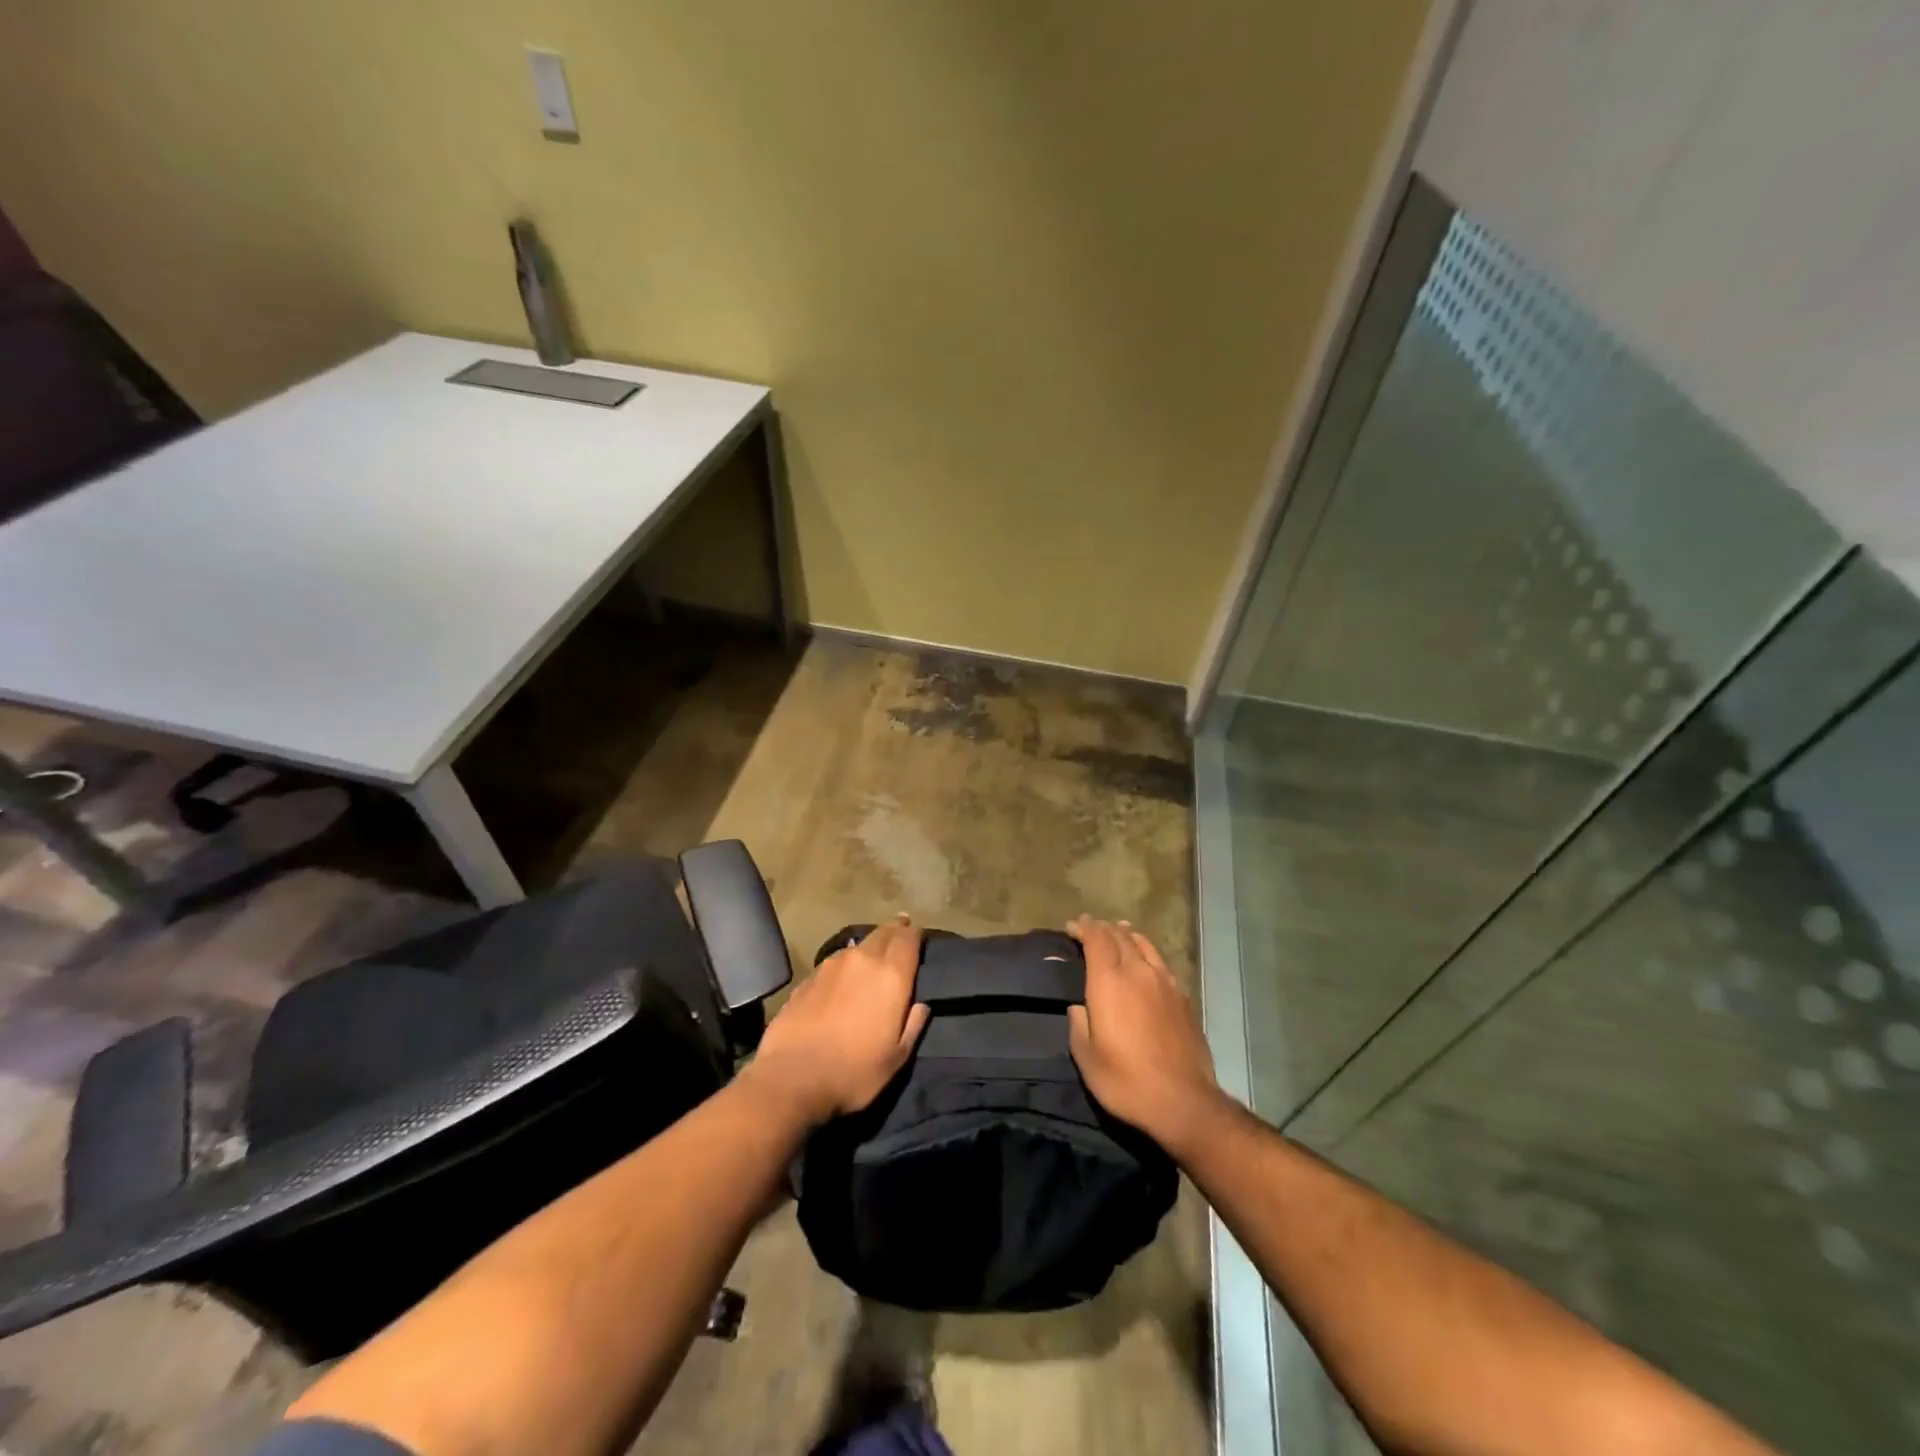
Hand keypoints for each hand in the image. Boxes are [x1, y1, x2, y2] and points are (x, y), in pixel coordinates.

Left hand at [748, 915, 930, 1126]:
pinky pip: (834, 963)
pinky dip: (844, 967)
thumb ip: (913, 1025)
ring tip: (870, 962)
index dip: (916, 934)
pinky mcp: (807, 978)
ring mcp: (831, 965)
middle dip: (894, 931)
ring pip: (857, 947)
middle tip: (900, 934)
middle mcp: (862, 960)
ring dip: (868, 949)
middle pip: (883, 932)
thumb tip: (921, 1005)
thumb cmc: (854, 1071)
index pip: (908, 937)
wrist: (792, 1078)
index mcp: (891, 975)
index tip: (919, 936)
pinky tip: (840, 984)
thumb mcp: (897, 1058)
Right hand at [1067, 915, 1220, 1155]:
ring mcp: (1165, 983)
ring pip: (1144, 945)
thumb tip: (1079, 1006)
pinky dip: (1147, 952)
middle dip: (1103, 928)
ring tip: (1120, 931)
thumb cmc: (1125, 1080)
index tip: (1073, 925)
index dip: (1083, 927)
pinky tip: (1146, 961)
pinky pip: (1160, 962)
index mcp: (1109, 982)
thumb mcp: (1086, 1057)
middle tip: (1091, 927)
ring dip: (1127, 934)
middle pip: (1120, 937)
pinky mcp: (1183, 997)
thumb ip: (1078, 1023)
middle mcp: (1138, 972)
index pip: (1096, 939)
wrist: (1183, 1101)